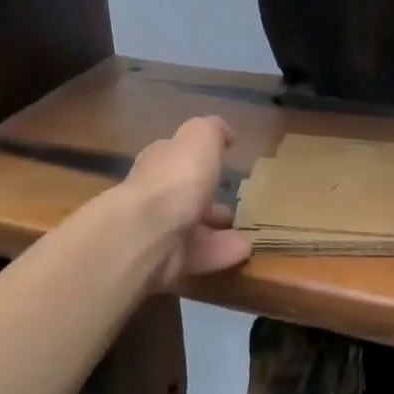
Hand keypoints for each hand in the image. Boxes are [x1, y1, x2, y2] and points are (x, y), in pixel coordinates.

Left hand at [124, 116, 252, 279]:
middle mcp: (154, 195)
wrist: (147, 233)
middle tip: (233, 206)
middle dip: (206, 200)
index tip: (222, 162)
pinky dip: (221, 254)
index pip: (176, 155)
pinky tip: (245, 252)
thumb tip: (227, 133)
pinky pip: (198, 256)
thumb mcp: (200, 137)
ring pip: (192, 229)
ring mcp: (157, 231)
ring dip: (218, 231)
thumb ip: (214, 130)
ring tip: (246, 233)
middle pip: (183, 196)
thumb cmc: (177, 178)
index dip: (197, 157)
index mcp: (160, 162)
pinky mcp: (164, 263)